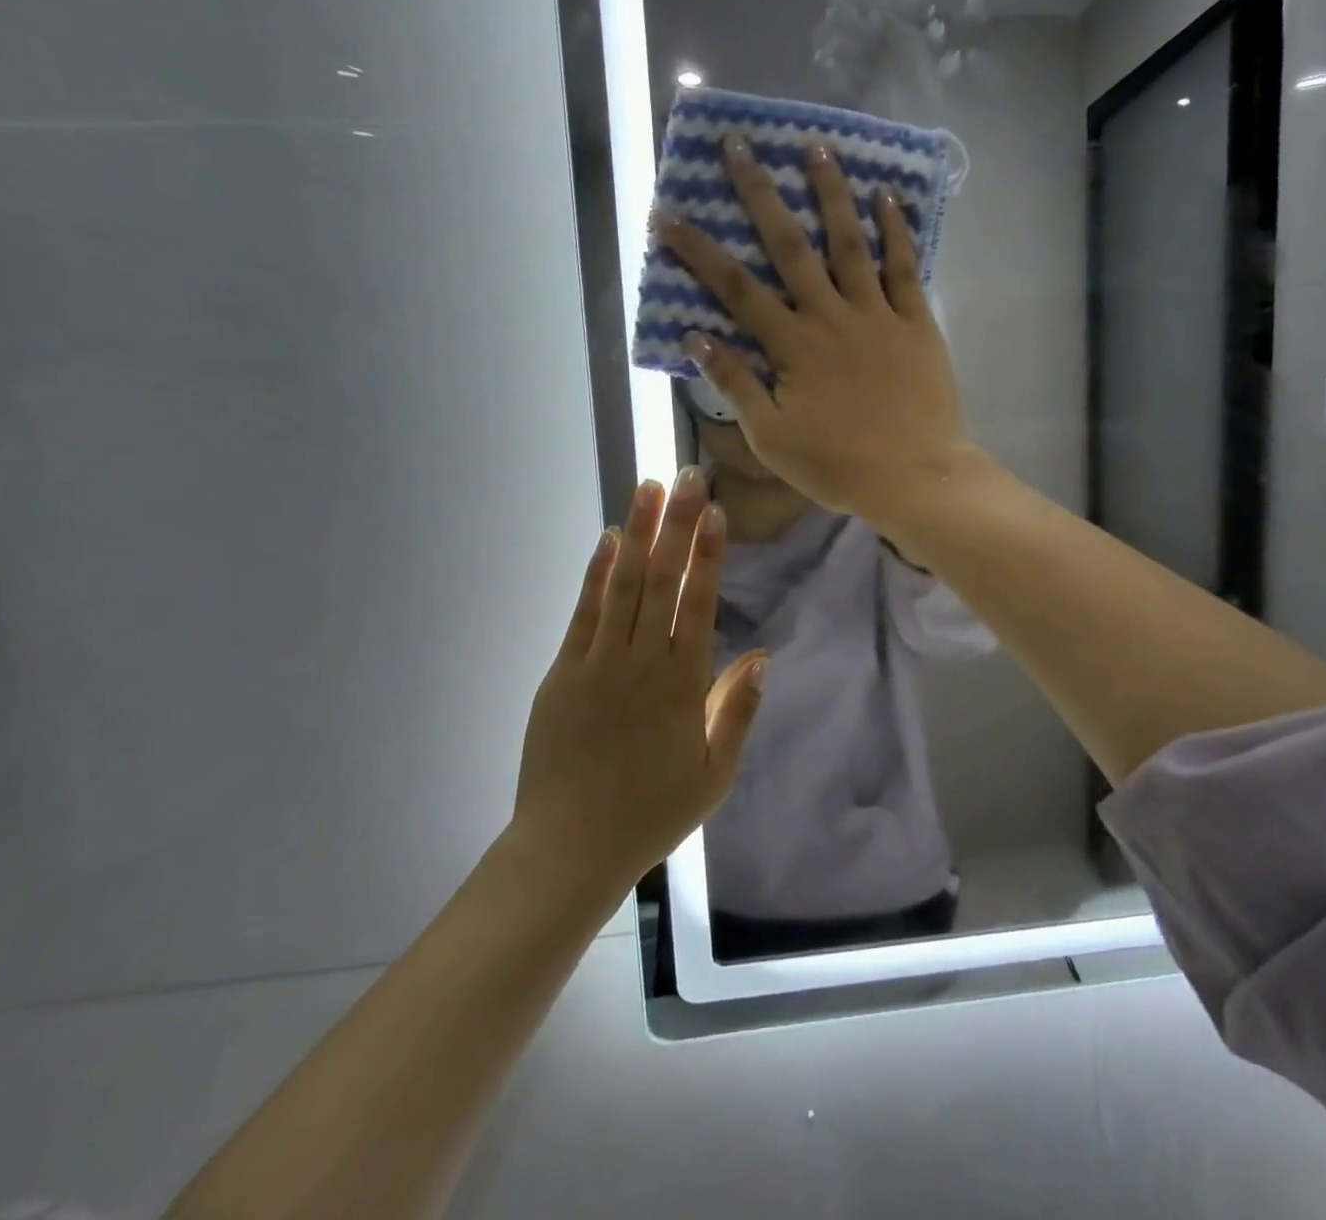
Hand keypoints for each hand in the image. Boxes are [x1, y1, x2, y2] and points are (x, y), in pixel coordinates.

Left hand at [513, 469, 767, 897]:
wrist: (570, 848)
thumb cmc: (652, 813)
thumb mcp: (714, 774)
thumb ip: (737, 710)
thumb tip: (761, 656)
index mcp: (682, 684)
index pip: (699, 604)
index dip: (709, 555)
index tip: (715, 513)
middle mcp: (642, 662)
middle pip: (662, 581)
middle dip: (676, 526)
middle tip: (687, 478)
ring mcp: (598, 663)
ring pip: (622, 585)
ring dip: (638, 533)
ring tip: (649, 488)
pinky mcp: (564, 672)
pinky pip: (584, 613)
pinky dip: (596, 574)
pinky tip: (608, 541)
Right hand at [658, 137, 969, 527]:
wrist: (914, 478)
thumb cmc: (838, 465)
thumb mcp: (771, 437)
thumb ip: (735, 383)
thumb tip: (696, 335)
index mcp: (792, 346)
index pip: (736, 288)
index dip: (698, 250)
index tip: (668, 213)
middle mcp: (831, 316)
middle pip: (789, 246)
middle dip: (760, 193)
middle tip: (739, 145)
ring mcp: (878, 314)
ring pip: (849, 242)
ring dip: (830, 192)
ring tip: (817, 147)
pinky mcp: (917, 322)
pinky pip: (905, 267)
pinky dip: (896, 229)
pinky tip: (887, 195)